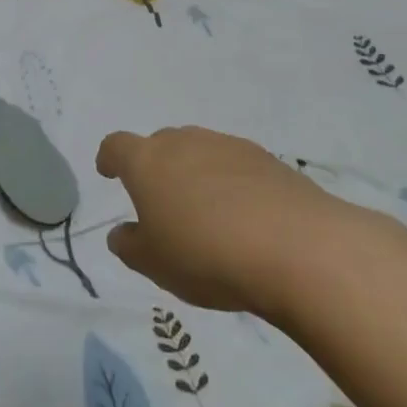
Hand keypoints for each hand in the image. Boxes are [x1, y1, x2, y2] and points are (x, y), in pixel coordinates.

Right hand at [96, 126, 352, 311]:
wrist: (298, 248)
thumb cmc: (207, 255)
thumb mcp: (155, 264)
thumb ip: (130, 246)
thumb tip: (121, 233)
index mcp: (147, 162)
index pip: (117, 146)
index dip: (110, 159)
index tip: (108, 172)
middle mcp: (184, 142)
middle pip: (160, 145)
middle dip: (156, 168)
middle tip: (162, 203)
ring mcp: (227, 146)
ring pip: (199, 152)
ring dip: (195, 174)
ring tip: (206, 214)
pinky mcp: (267, 159)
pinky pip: (235, 166)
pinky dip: (231, 184)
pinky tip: (244, 217)